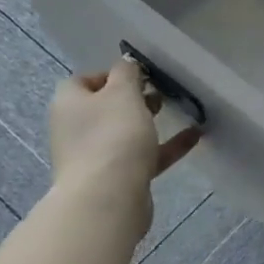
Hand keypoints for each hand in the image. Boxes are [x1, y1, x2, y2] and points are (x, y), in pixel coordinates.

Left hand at [47, 60, 200, 237]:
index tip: (139, 75)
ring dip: (149, 122)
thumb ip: (126, 73)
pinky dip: (165, 146)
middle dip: (133, 98)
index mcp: (70, 104)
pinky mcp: (116, 179)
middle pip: (105, 107)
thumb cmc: (113, 136)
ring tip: (178, 110)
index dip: (111, 74)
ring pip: (124, 133)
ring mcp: (95, 157)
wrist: (108, 199)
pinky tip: (194, 136)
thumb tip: (125, 64)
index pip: (84, 80)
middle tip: (159, 91)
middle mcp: (76, 130)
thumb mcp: (123, 93)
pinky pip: (143, 156)